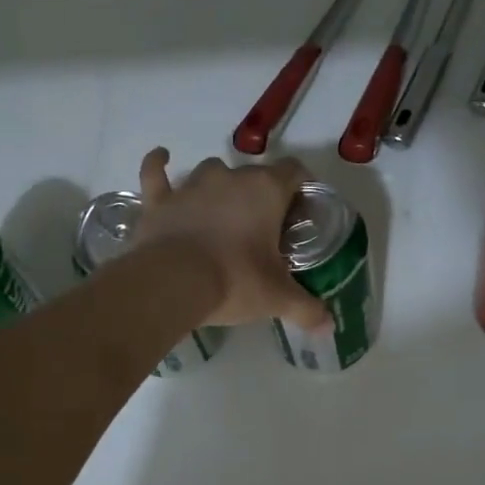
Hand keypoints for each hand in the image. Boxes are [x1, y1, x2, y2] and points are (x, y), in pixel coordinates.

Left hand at [132, 149, 329, 329]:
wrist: (172, 283)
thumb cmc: (235, 281)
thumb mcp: (277, 298)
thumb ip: (307, 309)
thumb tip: (329, 327)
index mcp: (266, 191)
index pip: (294, 171)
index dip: (300, 186)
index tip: (301, 209)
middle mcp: (230, 178)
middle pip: (254, 174)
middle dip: (261, 194)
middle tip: (264, 227)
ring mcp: (191, 186)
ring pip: (212, 171)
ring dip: (219, 185)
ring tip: (222, 210)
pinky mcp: (159, 199)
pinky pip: (156, 173)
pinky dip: (158, 165)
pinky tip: (162, 158)